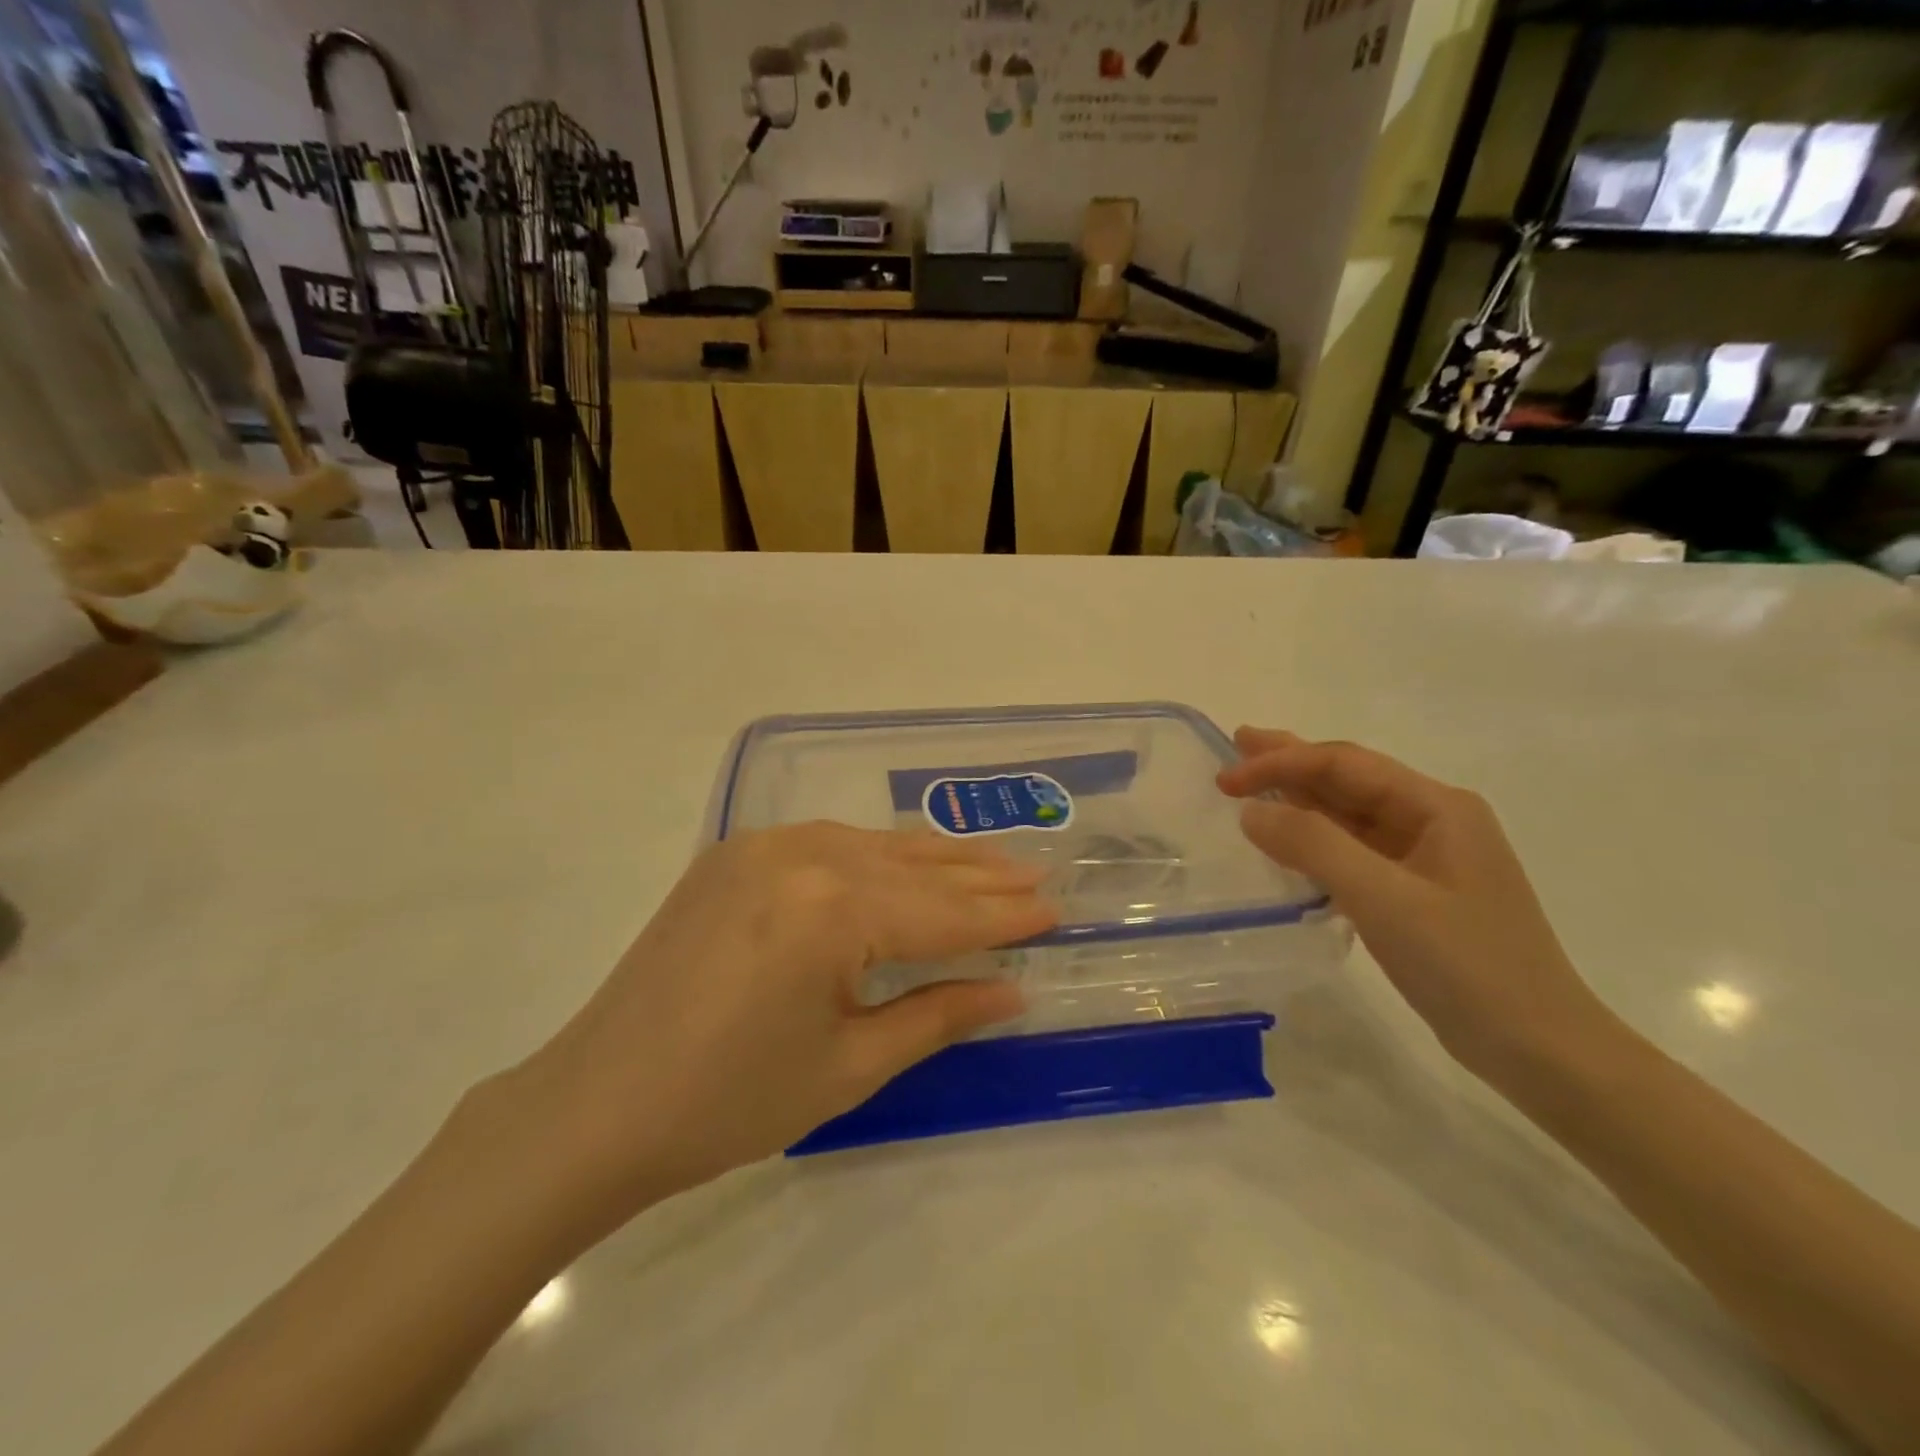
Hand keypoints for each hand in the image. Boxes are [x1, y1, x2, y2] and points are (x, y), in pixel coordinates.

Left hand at [499, 823, 1057, 1231]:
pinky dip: (877, 855)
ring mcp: (762, 845)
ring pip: (873, 846)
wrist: (596, 1104)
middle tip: (1039, 876)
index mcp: (831, 908)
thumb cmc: (730, 1101)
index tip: (1056, 910)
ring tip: (992, 863)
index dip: (1003, 917)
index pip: (943, 912)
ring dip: (934, 860)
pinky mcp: (735, 853)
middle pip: (913, 868)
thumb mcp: (850, 1065)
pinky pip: (829, 843)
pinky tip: (907, 862)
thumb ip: (937, 1013)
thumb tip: (1012, 989)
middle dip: (980, 878)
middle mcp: (801, 854)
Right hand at [1218, 730, 1617, 1086]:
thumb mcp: (1385, 899)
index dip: (1282, 763)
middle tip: (1237, 746)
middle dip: (1290, 762)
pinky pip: (1353, 850)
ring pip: (1349, 814)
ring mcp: (1425, 858)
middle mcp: (1433, 820)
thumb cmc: (1466, 965)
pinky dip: (1314, 840)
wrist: (1539, 1049)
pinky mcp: (1415, 893)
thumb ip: (1314, 846)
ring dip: (1299, 799)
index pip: (1344, 764)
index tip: (1227, 781)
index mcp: (1437, 807)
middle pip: (1348, 779)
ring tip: (1250, 786)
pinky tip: (1287, 842)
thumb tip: (1251, 811)